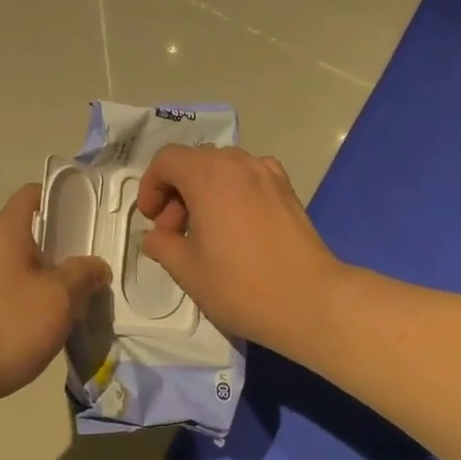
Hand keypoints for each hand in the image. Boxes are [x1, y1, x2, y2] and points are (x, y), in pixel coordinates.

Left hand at [0, 185, 110, 414]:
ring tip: (90, 298)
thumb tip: (97, 266)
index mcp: (9, 231)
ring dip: (58, 282)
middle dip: (71, 248)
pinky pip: (18, 297)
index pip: (36, 193)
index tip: (94, 214)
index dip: (66, 197)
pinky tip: (61, 326)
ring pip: (30, 270)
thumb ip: (82, 276)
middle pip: (38, 235)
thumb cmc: (1, 324)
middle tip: (103, 263)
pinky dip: (40, 306)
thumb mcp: (56, 298)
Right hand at [134, 145, 341, 355]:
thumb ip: (162, 245)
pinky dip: (232, 193)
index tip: (151, 220)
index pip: (167, 160)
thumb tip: (155, 237)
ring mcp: (268, 174)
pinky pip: (249, 179)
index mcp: (208, 175)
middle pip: (195, 162)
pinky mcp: (288, 191)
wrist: (310, 300)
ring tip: (203, 232)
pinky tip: (236, 228)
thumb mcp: (187, 270)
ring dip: (204, 192)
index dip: (151, 187)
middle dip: (176, 191)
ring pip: (223, 169)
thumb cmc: (240, 286)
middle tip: (173, 233)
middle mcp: (239, 163)